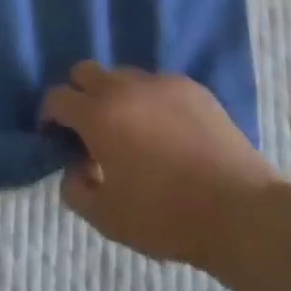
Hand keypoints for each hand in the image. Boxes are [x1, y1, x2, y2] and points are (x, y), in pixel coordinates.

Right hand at [39, 63, 282, 271]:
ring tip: (134, 132)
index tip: (54, 135)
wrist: (241, 211)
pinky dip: (152, 102)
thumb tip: (73, 169)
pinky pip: (158, 86)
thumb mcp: (109, 219)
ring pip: (123, 76)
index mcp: (97, 114)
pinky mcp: (191, 87)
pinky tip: (169, 133)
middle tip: (91, 129)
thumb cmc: (167, 217)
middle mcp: (122, 86)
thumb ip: (76, 191)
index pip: (57, 97)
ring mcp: (159, 82)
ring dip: (117, 97)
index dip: (50, 115)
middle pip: (85, 72)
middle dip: (80, 94)